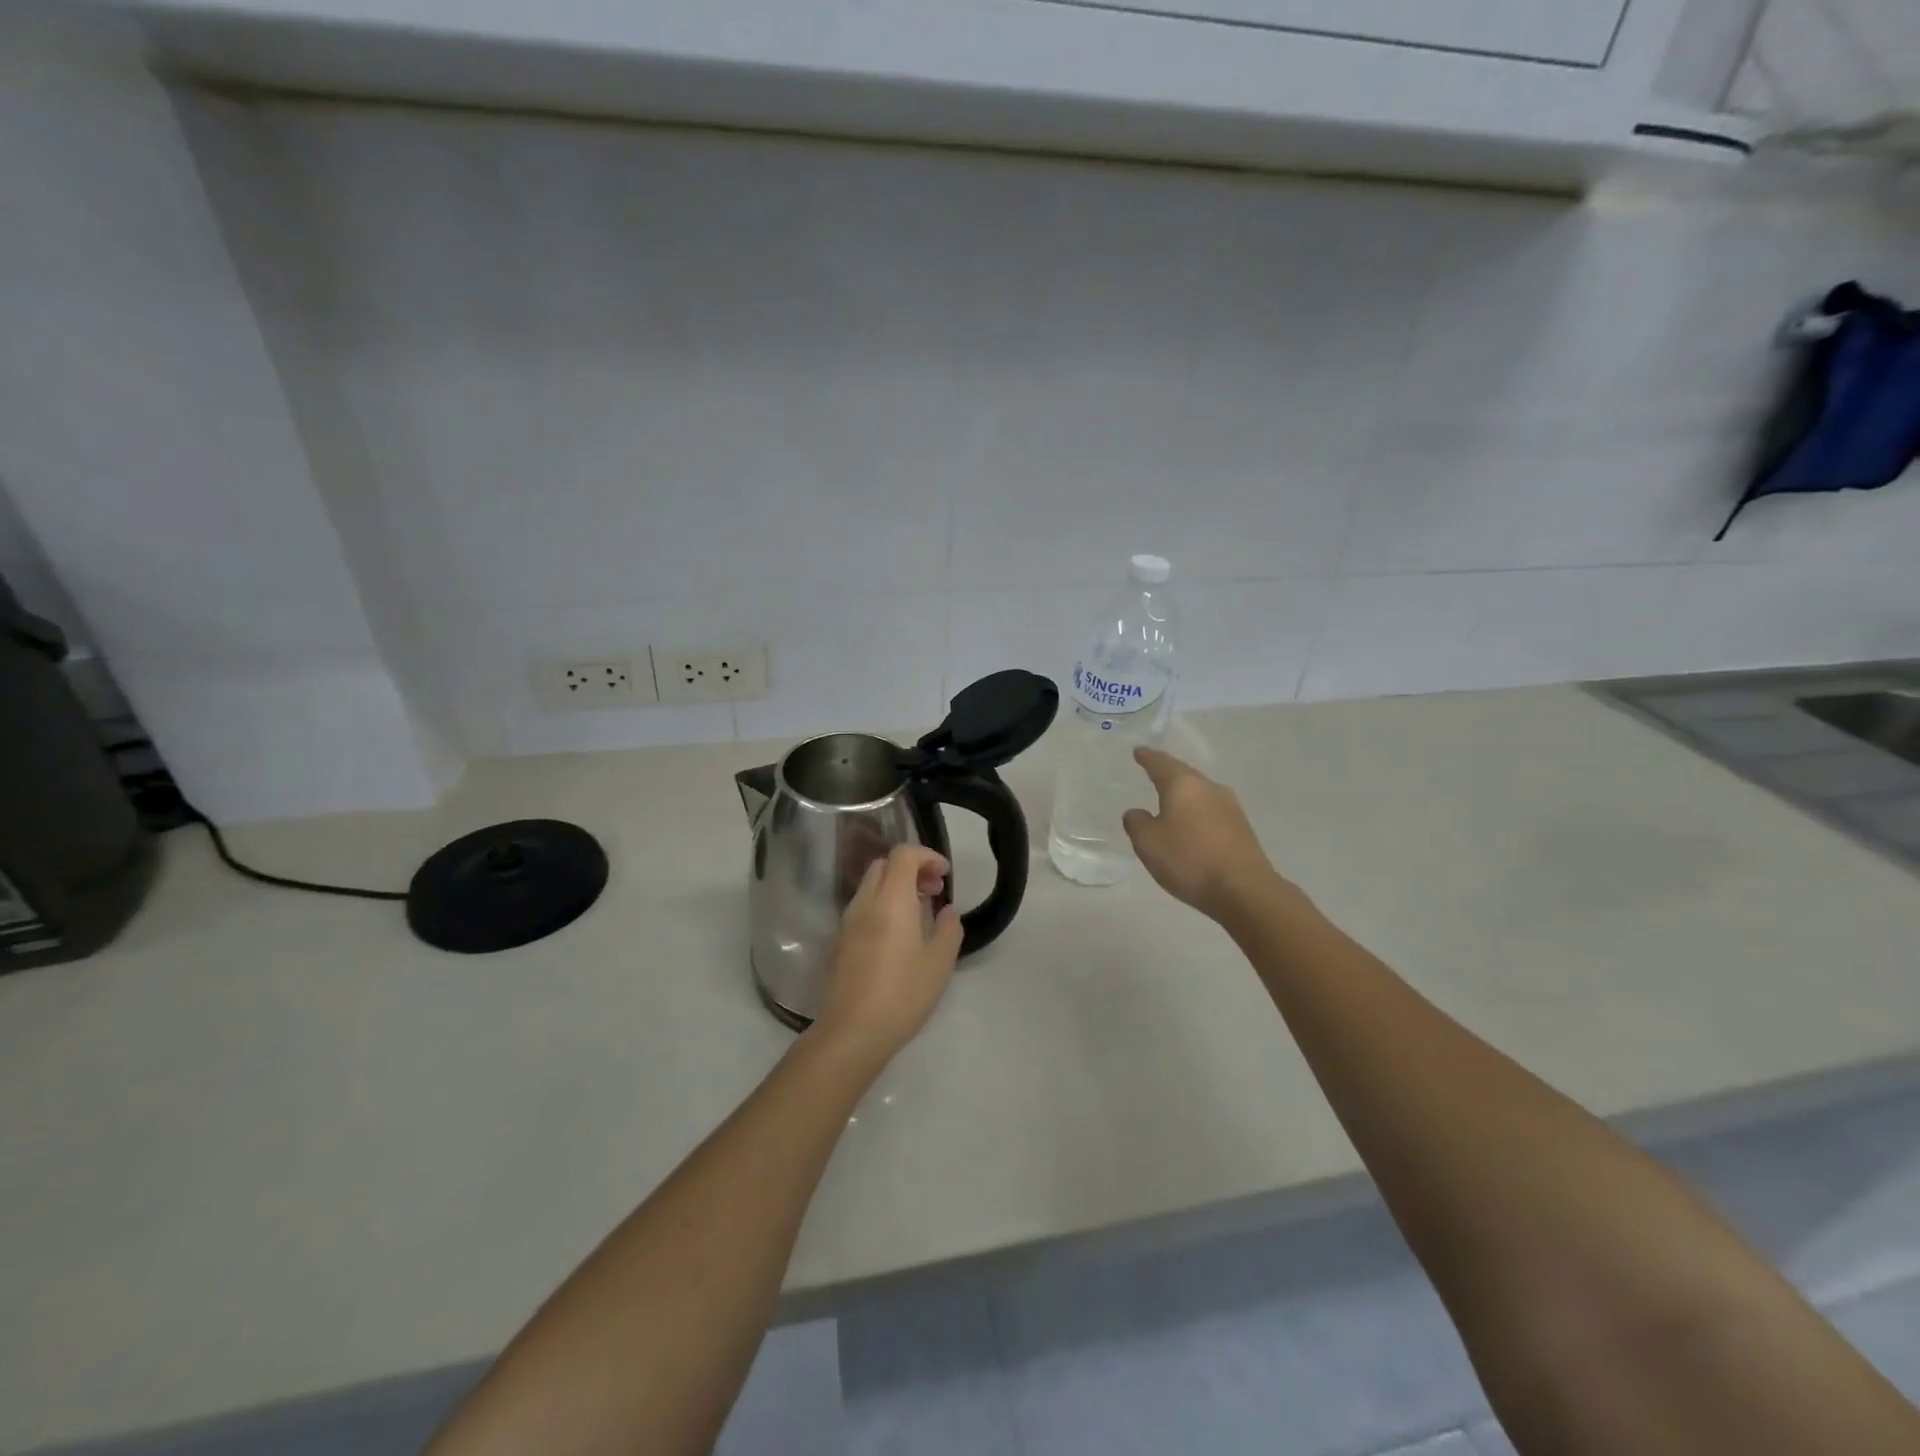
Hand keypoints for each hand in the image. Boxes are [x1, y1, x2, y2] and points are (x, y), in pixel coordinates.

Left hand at [810, 845, 962, 1068]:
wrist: (851, 1031)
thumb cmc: (902, 993)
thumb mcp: (939, 963)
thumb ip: (948, 929)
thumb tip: (946, 912)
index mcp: (891, 899)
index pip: (904, 854)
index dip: (927, 856)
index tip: (945, 875)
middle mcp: (864, 903)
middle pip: (884, 866)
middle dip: (910, 869)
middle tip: (933, 892)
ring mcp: (846, 923)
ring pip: (870, 888)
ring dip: (895, 889)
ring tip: (918, 915)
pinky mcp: (838, 943)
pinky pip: (861, 910)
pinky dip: (881, 908)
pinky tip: (896, 938)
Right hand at [1123, 747, 1286, 922]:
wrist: (1244, 890)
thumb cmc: (1189, 860)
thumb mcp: (1148, 843)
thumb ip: (1137, 823)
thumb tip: (1137, 812)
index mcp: (1183, 785)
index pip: (1161, 763)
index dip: (1147, 757)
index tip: (1139, 751)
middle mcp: (1209, 788)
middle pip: (1184, 774)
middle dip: (1168, 772)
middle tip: (1153, 770)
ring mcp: (1230, 807)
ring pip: (1201, 792)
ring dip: (1185, 794)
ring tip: (1171, 798)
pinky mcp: (1242, 828)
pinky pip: (1211, 811)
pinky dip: (1197, 812)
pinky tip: (1192, 823)